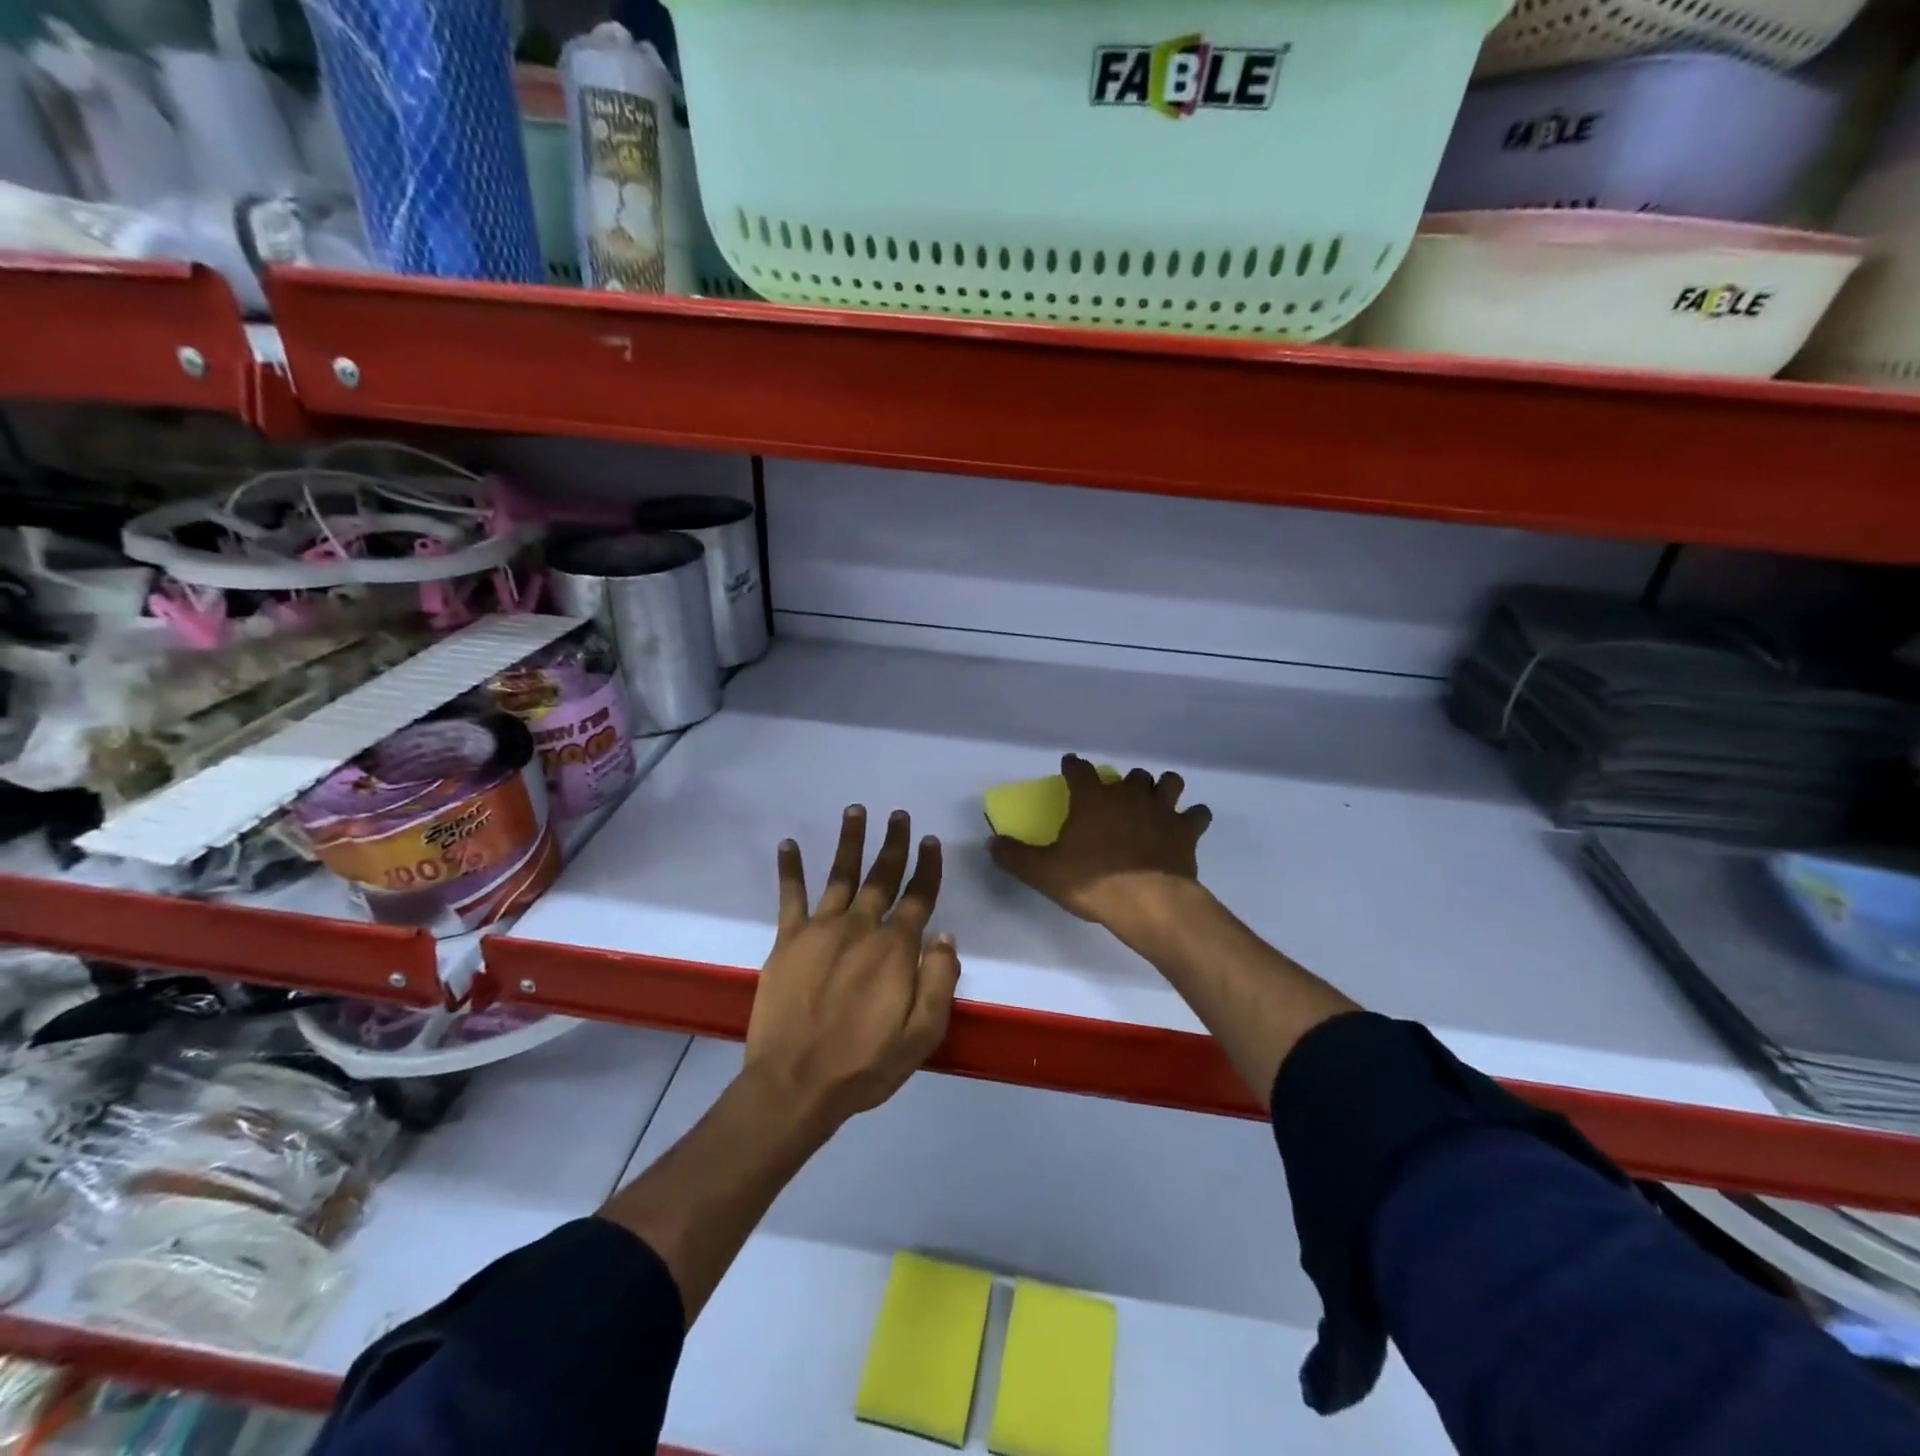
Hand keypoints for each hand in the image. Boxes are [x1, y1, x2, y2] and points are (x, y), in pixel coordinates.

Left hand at [743, 806, 959, 1130]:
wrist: (795, 1084)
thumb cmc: (865, 1064)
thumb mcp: (923, 1034)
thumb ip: (940, 980)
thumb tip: (946, 935)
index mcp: (896, 948)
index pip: (919, 896)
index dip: (927, 867)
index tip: (930, 841)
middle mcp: (861, 927)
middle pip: (882, 875)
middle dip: (893, 843)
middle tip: (898, 815)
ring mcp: (821, 929)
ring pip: (840, 874)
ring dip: (849, 840)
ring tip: (855, 810)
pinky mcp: (788, 940)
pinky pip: (790, 896)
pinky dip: (790, 868)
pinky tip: (789, 843)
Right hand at [988, 754, 1211, 930]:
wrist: (1149, 903)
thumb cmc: (1093, 882)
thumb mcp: (1044, 873)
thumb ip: (1016, 856)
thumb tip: (991, 843)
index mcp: (1092, 798)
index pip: (1080, 770)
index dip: (1074, 766)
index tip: (1070, 766)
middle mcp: (1128, 795)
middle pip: (1129, 775)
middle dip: (1123, 782)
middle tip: (1116, 798)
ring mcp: (1161, 810)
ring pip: (1168, 783)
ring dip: (1162, 789)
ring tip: (1155, 801)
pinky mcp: (1186, 830)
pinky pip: (1197, 814)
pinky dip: (1192, 818)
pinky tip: (1187, 825)